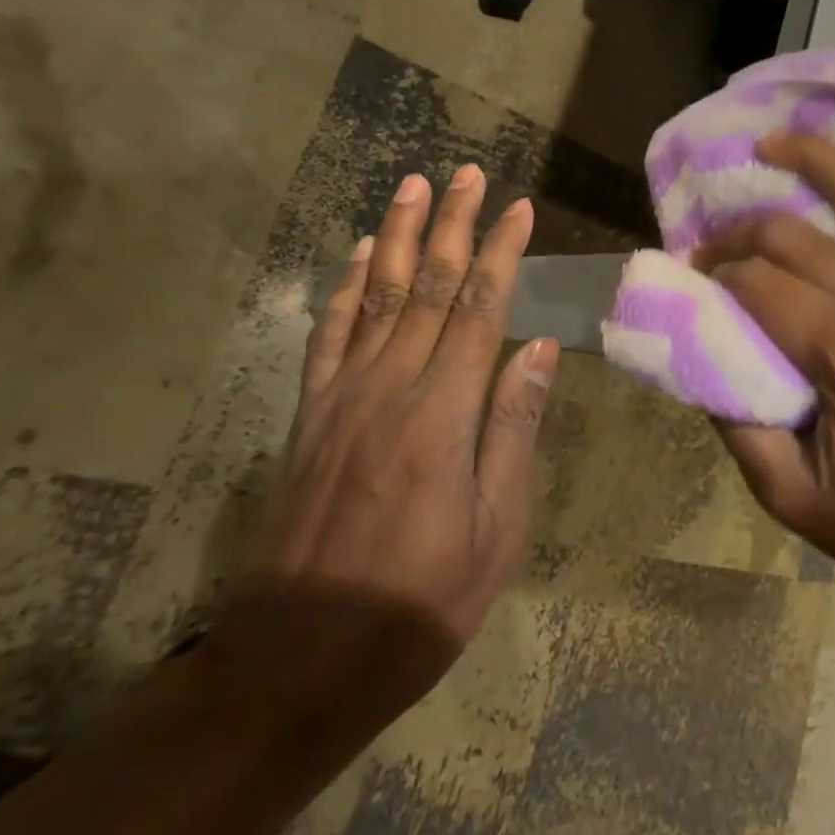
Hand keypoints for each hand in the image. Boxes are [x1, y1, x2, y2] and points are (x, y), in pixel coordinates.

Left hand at [205, 164, 558, 738]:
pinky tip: (359, 255)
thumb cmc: (420, 601)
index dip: (501, 253)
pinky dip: (347, 287)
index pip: (481, 308)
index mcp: (444, 412)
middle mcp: (392, 386)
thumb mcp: (496, 529)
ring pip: (378, 295)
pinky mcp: (312, 415)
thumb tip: (535, 348)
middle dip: (452, 224)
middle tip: (467, 174)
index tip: (518, 208)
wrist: (298, 660)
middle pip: (428, 286)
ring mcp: (344, 396)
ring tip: (414, 187)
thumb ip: (513, 429)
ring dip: (399, 236)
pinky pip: (332, 335)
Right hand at [699, 133, 834, 621]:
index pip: (762, 284)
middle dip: (742, 232)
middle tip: (711, 248)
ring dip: (818, 161)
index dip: (716, 275)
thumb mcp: (793, 497)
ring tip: (774, 142)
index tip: (690, 282)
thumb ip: (738, 427)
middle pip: (797, 236)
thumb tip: (700, 360)